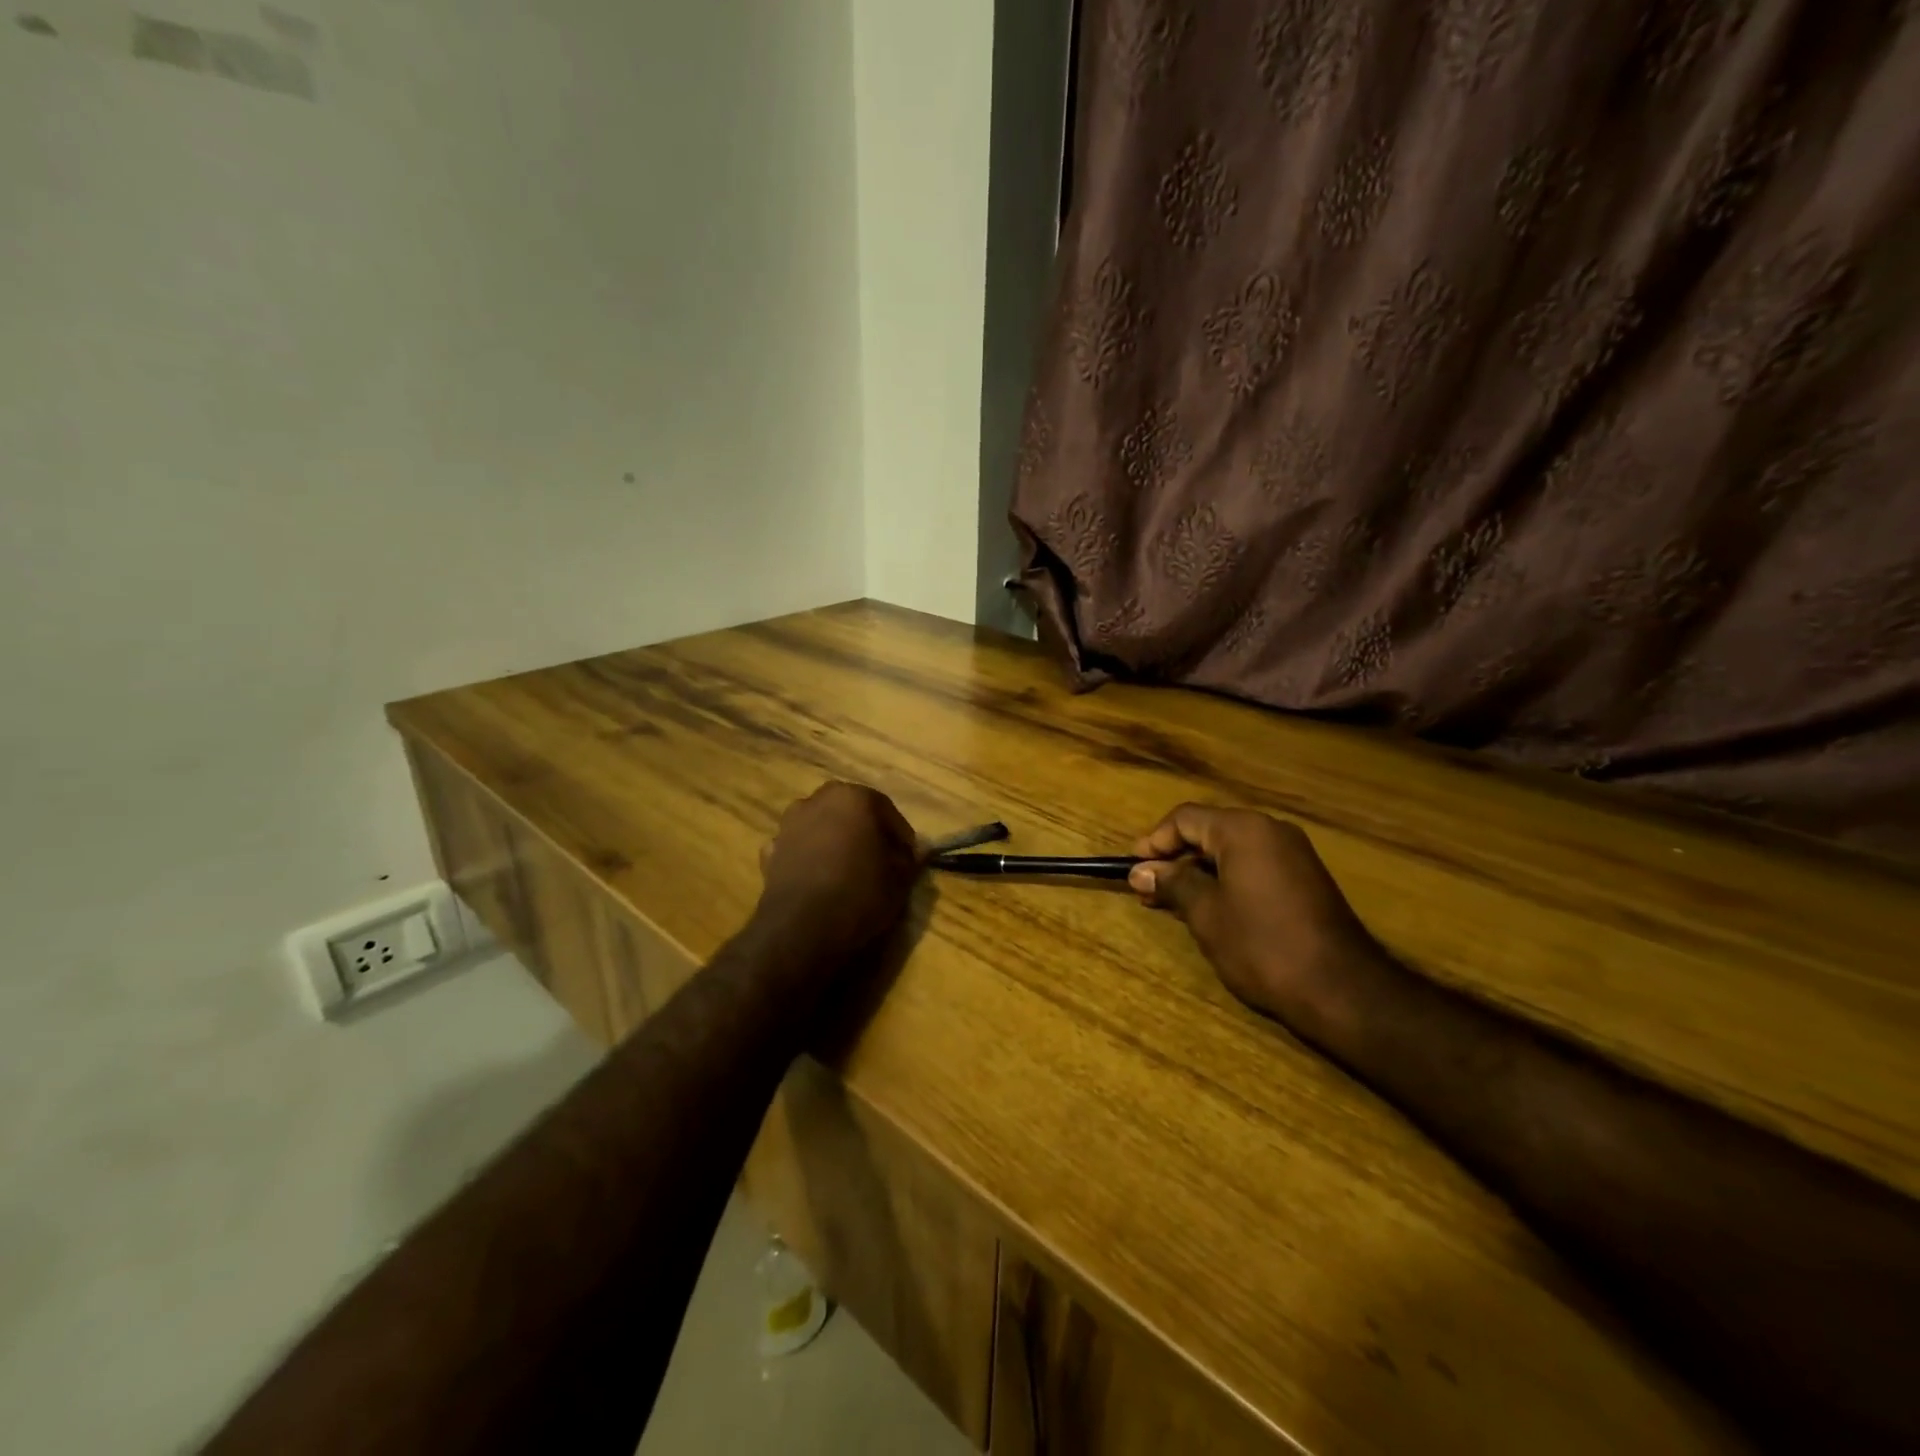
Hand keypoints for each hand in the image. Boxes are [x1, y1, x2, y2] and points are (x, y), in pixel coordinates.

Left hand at [757, 782, 920, 960]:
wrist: (801, 928)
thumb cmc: (859, 894)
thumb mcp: (899, 880)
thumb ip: (910, 859)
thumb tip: (919, 849)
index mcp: (854, 798)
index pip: (887, 810)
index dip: (900, 836)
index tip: (908, 859)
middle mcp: (818, 800)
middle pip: (850, 812)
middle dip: (865, 831)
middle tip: (880, 860)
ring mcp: (789, 823)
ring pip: (821, 826)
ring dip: (834, 840)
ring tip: (847, 870)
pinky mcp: (770, 850)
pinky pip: (798, 848)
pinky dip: (808, 857)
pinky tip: (818, 880)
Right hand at [1129, 804, 1380, 1024]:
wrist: (1342, 989)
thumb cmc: (1262, 945)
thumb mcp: (1206, 913)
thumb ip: (1172, 883)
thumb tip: (1141, 871)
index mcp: (1244, 829)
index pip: (1185, 818)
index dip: (1154, 841)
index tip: (1133, 869)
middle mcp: (1271, 830)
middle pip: (1209, 830)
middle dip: (1175, 859)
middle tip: (1148, 890)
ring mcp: (1293, 853)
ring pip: (1231, 850)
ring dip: (1199, 872)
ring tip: (1172, 903)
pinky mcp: (1306, 878)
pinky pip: (1254, 865)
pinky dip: (1226, 880)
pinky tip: (1210, 908)